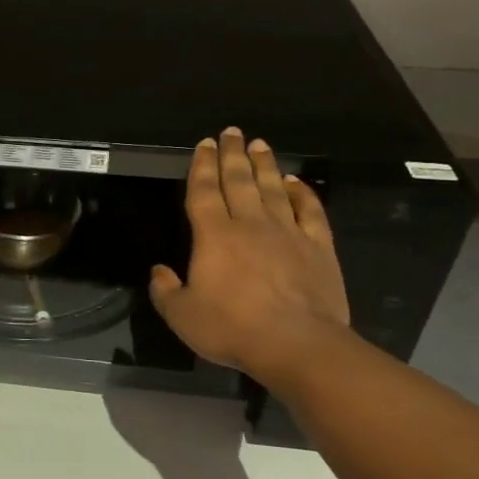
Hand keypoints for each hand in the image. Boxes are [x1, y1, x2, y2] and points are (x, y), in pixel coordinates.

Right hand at [150, 128, 351, 393]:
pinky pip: (310, 211)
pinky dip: (302, 193)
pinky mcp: (318, 247)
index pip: (204, 191)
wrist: (296, 345)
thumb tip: (159, 271)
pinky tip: (295, 183)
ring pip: (273, 189)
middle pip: (239, 180)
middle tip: (232, 132)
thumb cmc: (232, 328)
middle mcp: (250, 224)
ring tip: (259, 145)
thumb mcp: (182, 316)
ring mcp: (287, 233)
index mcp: (213, 236)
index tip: (204, 144)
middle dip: (233, 155)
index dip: (202, 166)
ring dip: (265, 165)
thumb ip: (165, 291)